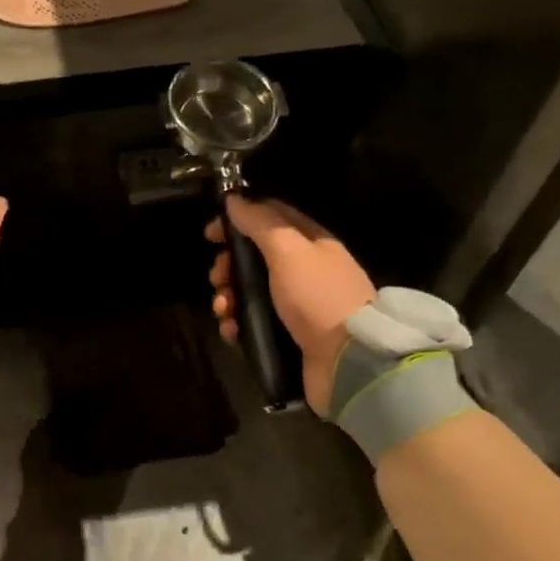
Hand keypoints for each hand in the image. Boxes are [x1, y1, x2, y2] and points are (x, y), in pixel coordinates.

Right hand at [207, 195, 374, 408]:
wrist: (348, 362)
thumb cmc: (318, 297)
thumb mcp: (289, 252)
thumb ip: (261, 223)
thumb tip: (234, 198)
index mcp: (311, 243)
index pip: (270, 217)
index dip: (239, 218)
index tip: (211, 233)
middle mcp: (303, 270)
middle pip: (254, 257)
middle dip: (228, 265)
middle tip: (217, 278)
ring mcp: (295, 304)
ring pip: (248, 291)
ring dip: (227, 296)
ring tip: (223, 309)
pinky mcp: (286, 334)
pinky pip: (251, 322)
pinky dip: (235, 323)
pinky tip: (230, 330)